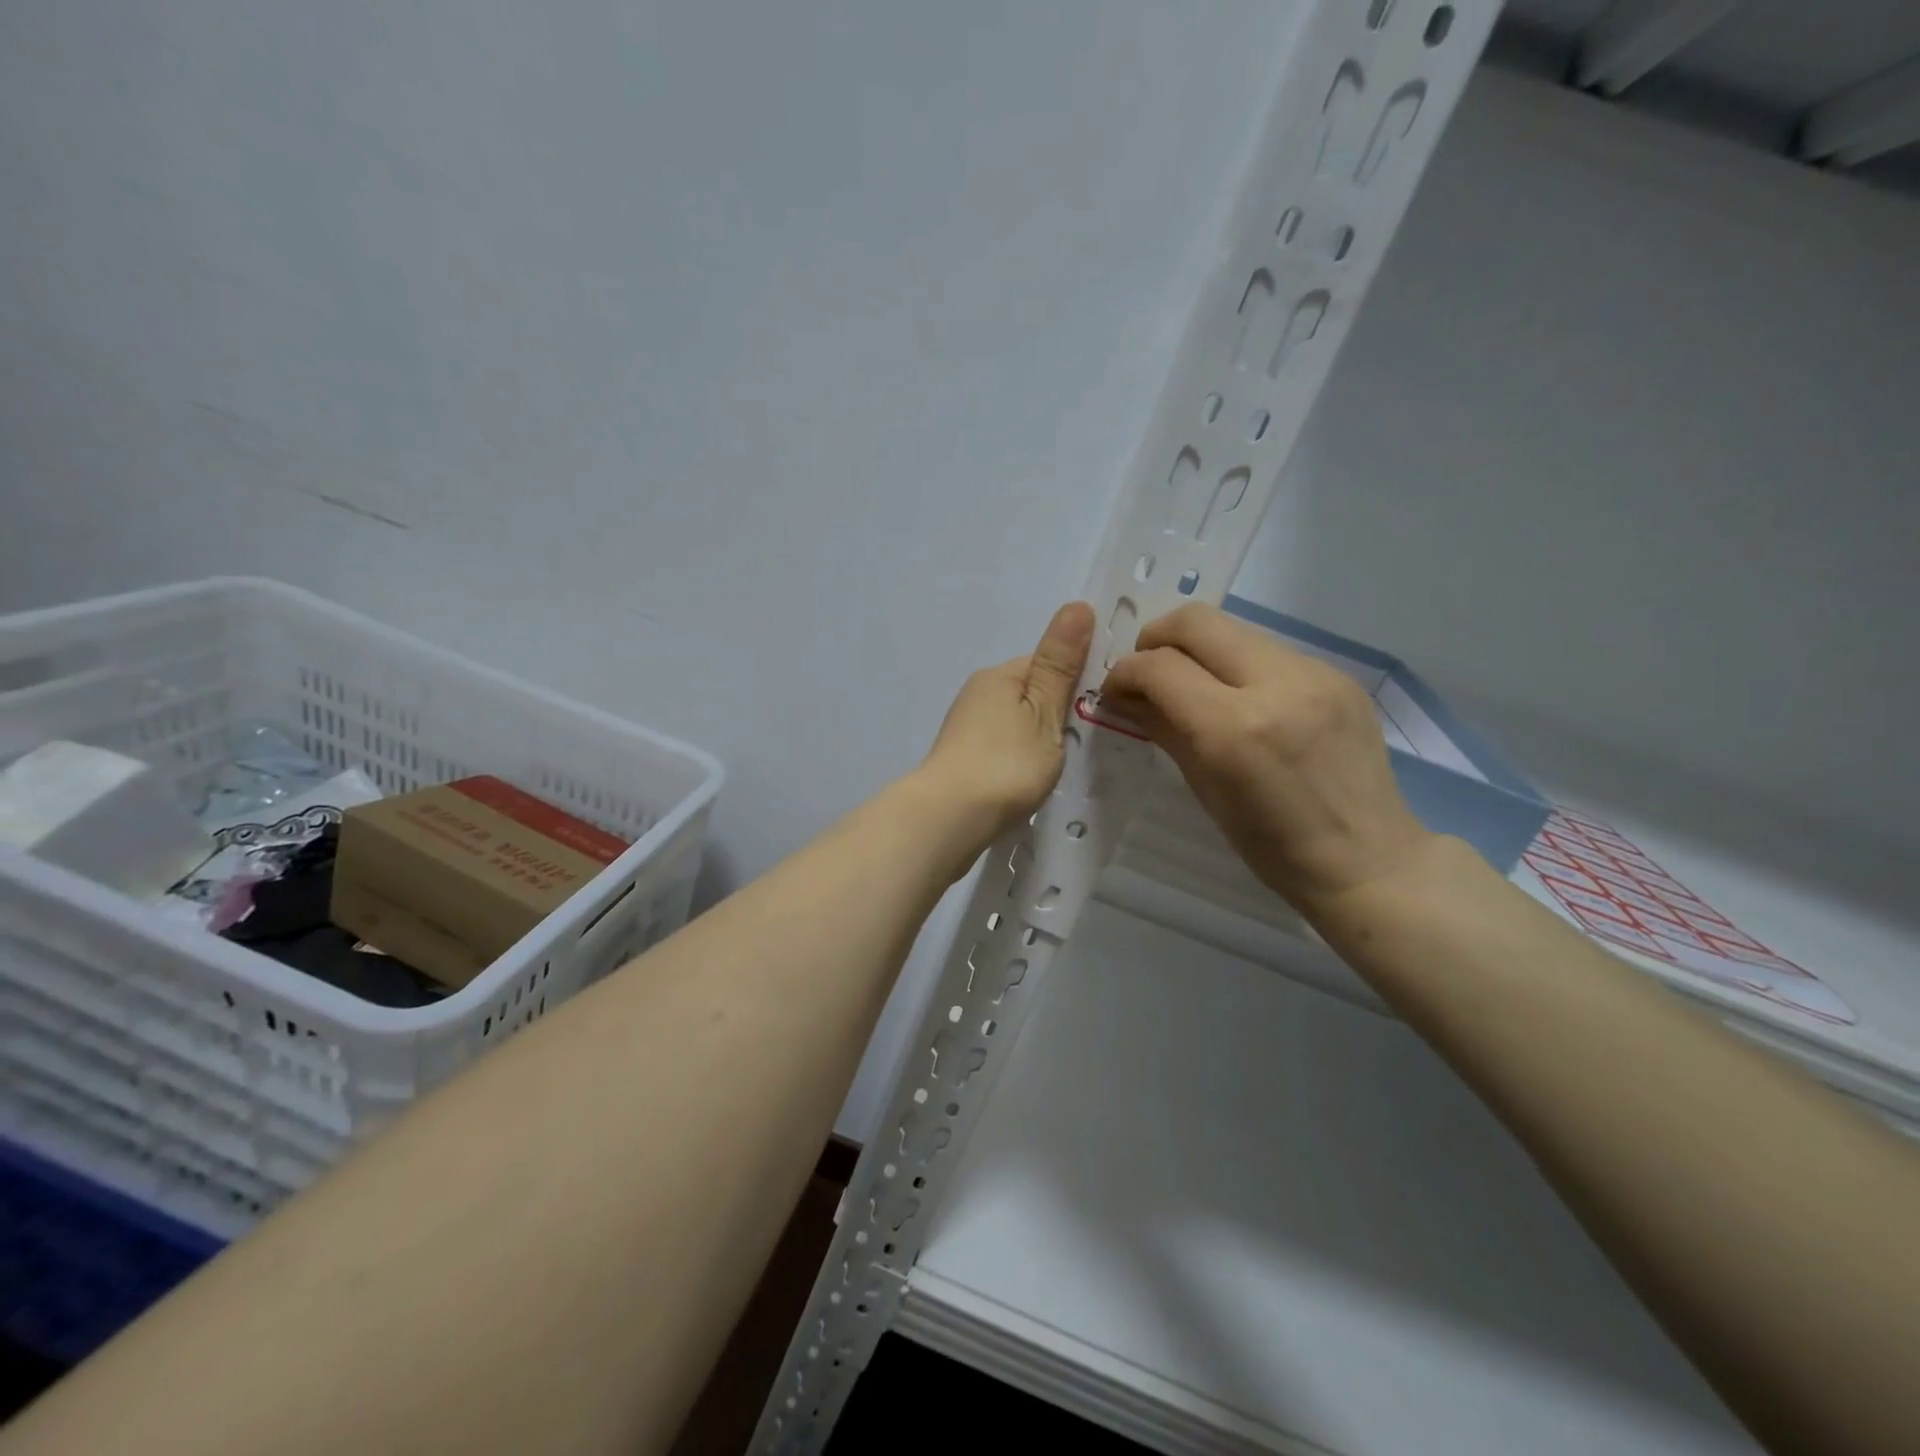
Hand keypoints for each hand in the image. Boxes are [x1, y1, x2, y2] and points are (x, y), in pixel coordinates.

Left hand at [913, 602, 1094, 866]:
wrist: (949, 818)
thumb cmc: (1006, 763)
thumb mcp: (1044, 711)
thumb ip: (1060, 664)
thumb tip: (1077, 605)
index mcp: (999, 674)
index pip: (1047, 662)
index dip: (1076, 681)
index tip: (1100, 709)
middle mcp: (978, 693)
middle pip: (1030, 693)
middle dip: (1055, 713)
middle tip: (1081, 743)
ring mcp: (965, 727)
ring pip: (1015, 722)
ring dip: (1037, 738)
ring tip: (1056, 766)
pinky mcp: (961, 759)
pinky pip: (1001, 747)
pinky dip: (1018, 758)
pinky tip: (1028, 780)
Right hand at [1103, 603, 1432, 914]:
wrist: (1367, 860)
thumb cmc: (1272, 845)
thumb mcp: (1204, 790)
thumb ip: (1163, 729)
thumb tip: (1126, 696)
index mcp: (1234, 728)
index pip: (1159, 667)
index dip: (1125, 673)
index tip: (1116, 691)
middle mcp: (1275, 685)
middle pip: (1195, 622)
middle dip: (1156, 638)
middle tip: (1148, 671)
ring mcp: (1314, 673)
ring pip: (1234, 629)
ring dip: (1199, 650)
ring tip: (1193, 686)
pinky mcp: (1337, 675)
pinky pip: (1269, 651)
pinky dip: (1239, 666)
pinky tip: (1241, 699)